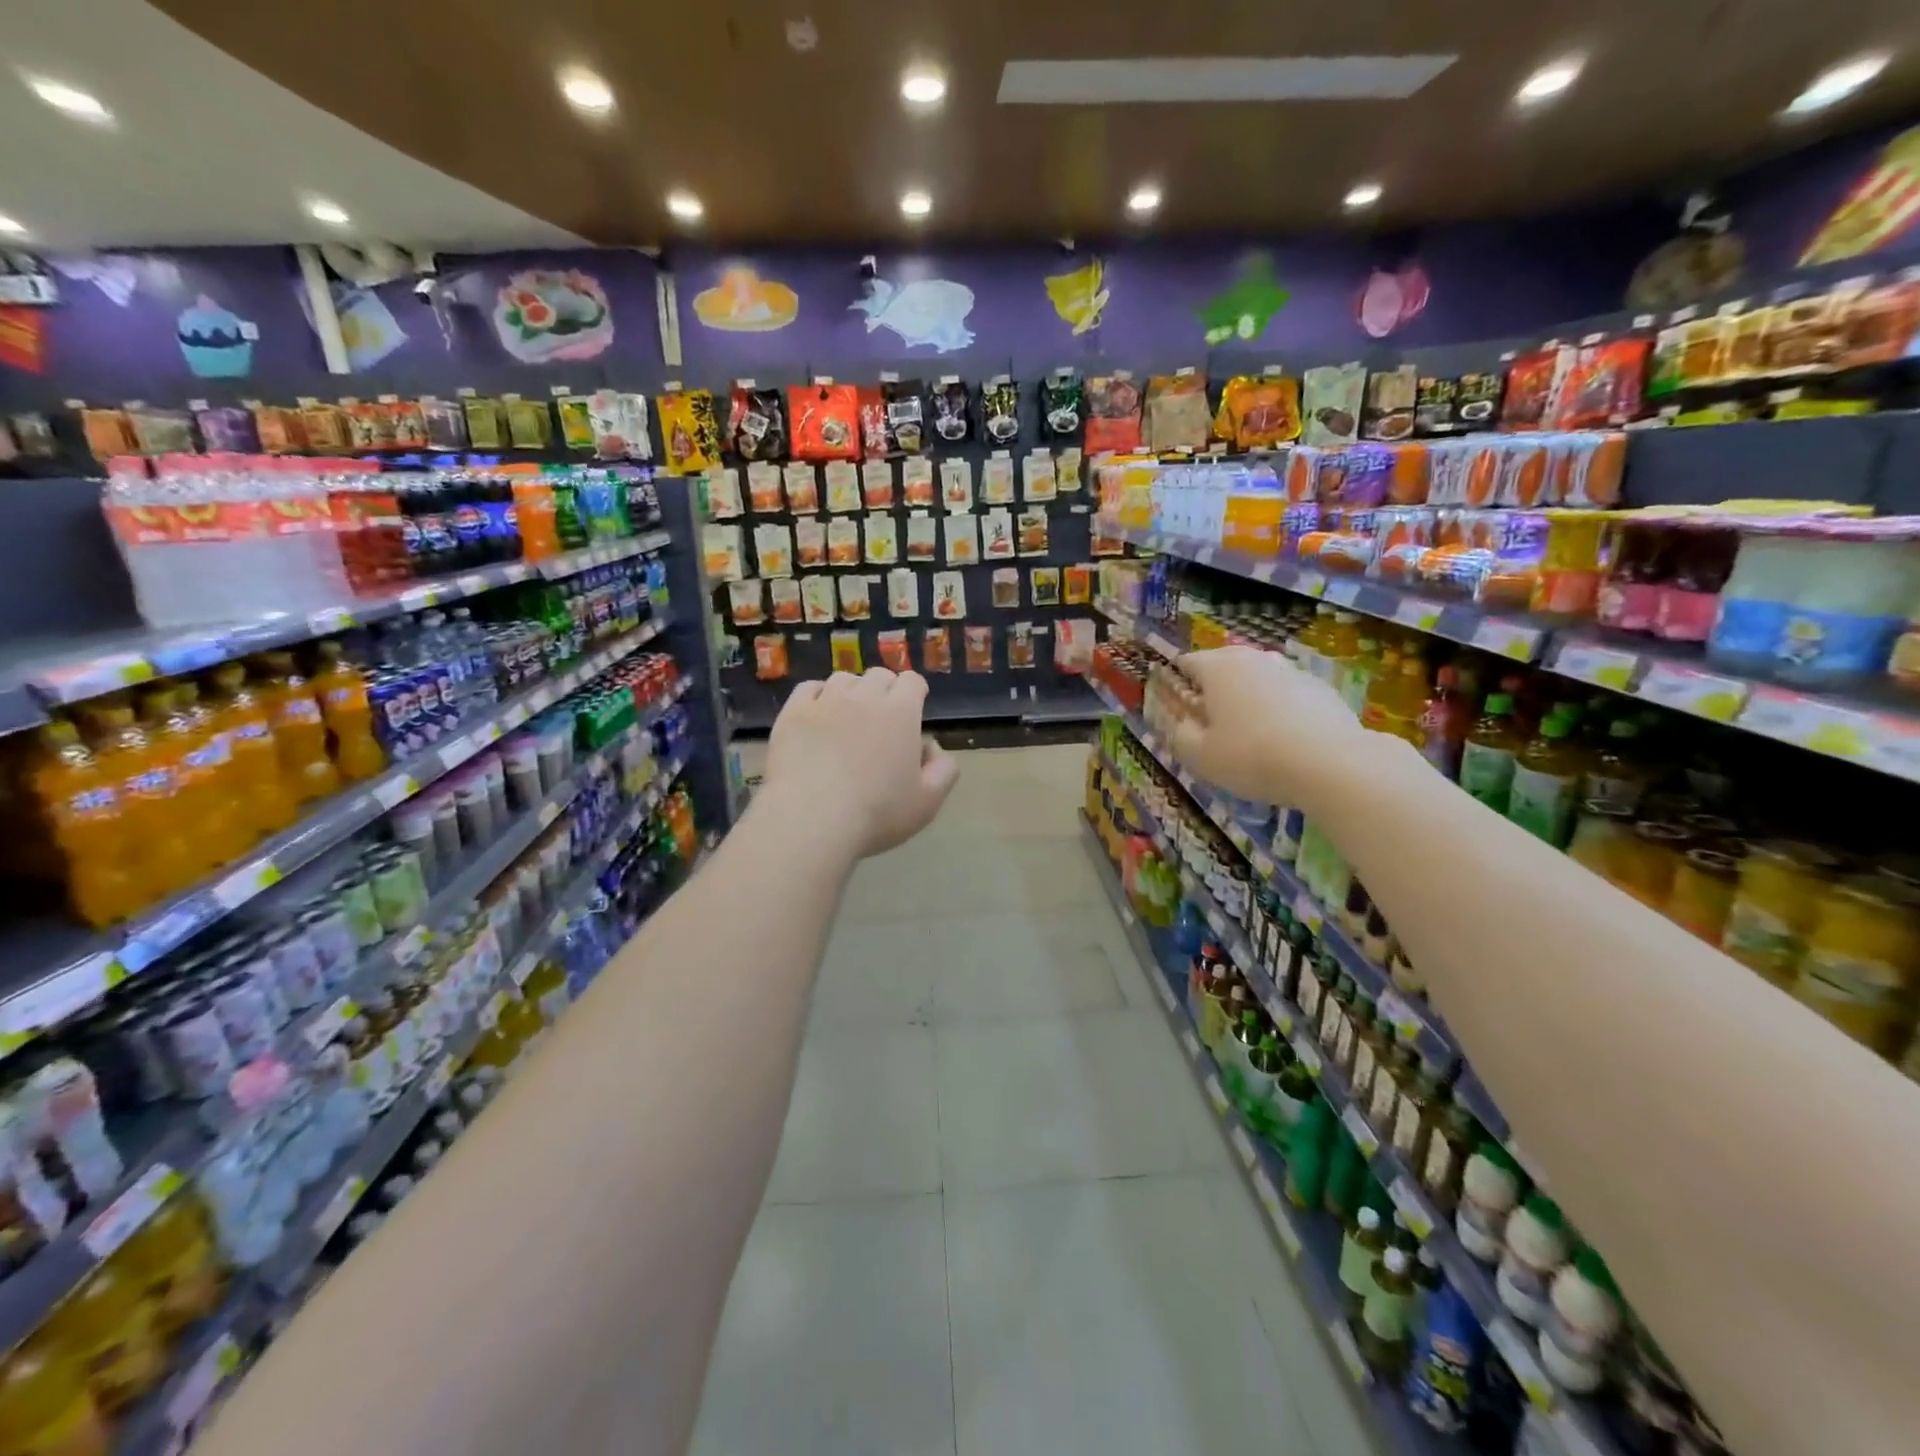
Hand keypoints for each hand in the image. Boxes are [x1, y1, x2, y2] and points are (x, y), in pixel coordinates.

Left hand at [762, 669, 959, 858]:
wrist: (812, 820)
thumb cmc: (877, 813)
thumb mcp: (928, 802)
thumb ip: (943, 770)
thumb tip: (932, 748)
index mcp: (901, 712)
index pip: (912, 681)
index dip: (915, 692)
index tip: (913, 710)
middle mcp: (864, 697)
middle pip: (879, 675)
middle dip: (885, 690)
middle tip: (881, 720)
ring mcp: (826, 701)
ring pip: (844, 679)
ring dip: (852, 692)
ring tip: (848, 717)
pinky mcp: (793, 712)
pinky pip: (809, 689)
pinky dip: (818, 696)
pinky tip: (818, 716)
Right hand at [1170, 646, 1368, 805]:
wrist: (1330, 763)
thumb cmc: (1251, 756)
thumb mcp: (1200, 756)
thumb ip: (1180, 735)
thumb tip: (1180, 722)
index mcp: (1217, 668)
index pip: (1187, 662)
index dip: (1177, 681)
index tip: (1178, 706)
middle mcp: (1253, 658)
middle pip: (1223, 664)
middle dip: (1213, 686)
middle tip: (1211, 719)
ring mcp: (1290, 669)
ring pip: (1258, 676)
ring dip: (1248, 695)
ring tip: (1249, 729)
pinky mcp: (1320, 687)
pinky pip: (1287, 692)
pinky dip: (1279, 707)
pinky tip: (1284, 737)